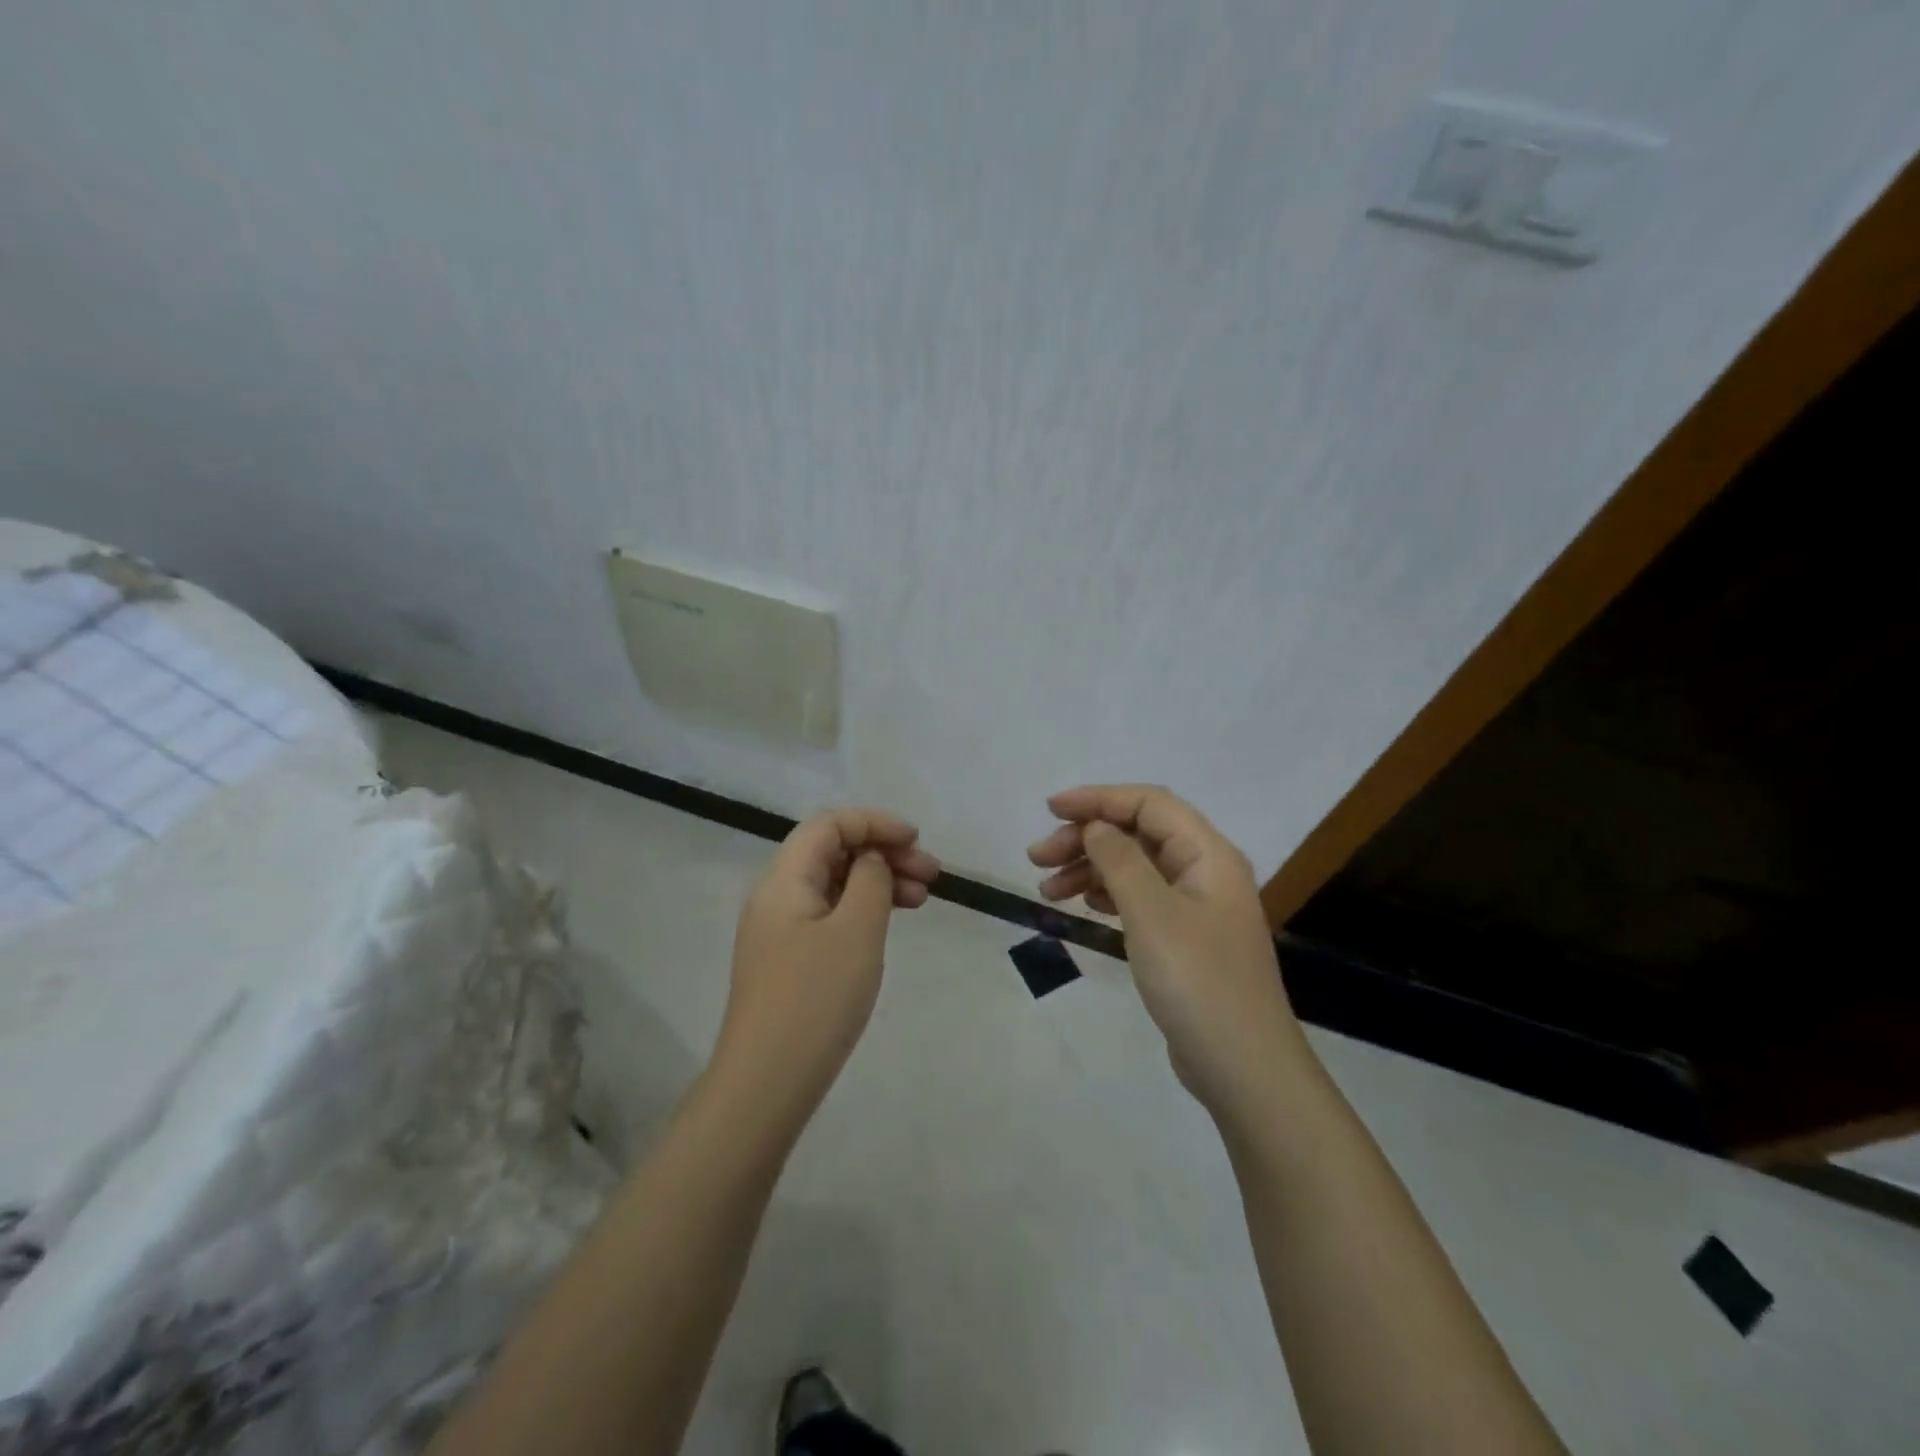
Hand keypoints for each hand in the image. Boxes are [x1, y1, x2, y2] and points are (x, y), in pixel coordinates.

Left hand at [716, 808, 940, 1116]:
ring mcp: (781, 930)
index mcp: (784, 880)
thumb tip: (871, 860)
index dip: (874, 823)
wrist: (767, 1084)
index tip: (916, 840)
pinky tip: (889, 923)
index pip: (829, 825)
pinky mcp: (790, 959)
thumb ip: (870, 880)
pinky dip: (863, 909)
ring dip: (878, 881)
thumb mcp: (856, 930)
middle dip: (883, 853)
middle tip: (932, 874)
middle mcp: (777, 896)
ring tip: (922, 899)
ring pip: (835, 884)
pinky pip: (831, 914)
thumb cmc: (816, 999)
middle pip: (832, 851)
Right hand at [1029, 785, 1307, 1117]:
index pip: (1149, 803)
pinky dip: (1107, 894)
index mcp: (1208, 854)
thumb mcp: (1151, 914)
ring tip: (1046, 888)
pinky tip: (1081, 905)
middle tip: (1036, 857)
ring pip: (1135, 866)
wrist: (1243, 1069)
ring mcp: (1196, 907)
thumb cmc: (1197, 982)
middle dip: (1086, 837)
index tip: (1050, 809)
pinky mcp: (1184, 938)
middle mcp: (1205, 871)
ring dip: (1090, 868)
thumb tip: (1095, 827)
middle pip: (1138, 833)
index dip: (1098, 799)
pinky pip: (1139, 898)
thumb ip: (1120, 860)